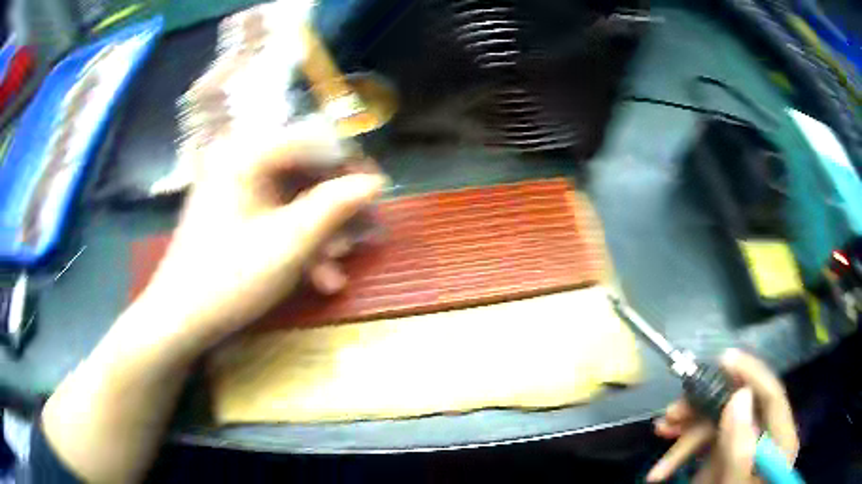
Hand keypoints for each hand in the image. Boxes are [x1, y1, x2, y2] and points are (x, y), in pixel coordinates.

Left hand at [141, 122, 385, 349]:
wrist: (180, 319)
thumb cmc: (229, 278)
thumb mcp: (289, 243)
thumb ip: (334, 206)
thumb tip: (374, 182)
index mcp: (247, 153)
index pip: (313, 139)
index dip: (351, 163)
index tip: (377, 192)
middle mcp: (240, 160)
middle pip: (304, 171)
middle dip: (336, 207)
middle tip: (365, 232)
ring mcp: (235, 188)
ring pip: (292, 199)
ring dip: (319, 233)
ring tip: (338, 267)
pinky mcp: (233, 213)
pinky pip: (274, 216)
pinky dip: (297, 243)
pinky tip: (317, 278)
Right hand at [647, 349, 798, 482]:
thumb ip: (741, 450)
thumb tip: (739, 397)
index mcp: (780, 440)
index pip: (772, 395)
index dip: (750, 373)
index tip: (722, 358)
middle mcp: (766, 437)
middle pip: (739, 409)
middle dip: (702, 410)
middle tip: (672, 413)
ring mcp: (746, 447)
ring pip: (718, 425)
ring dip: (687, 429)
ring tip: (661, 431)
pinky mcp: (729, 458)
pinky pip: (707, 444)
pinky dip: (684, 450)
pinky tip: (663, 465)